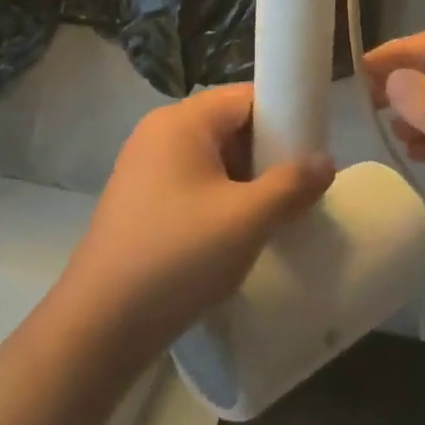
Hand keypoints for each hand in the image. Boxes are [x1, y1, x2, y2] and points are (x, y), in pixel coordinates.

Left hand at [53, 84, 334, 370]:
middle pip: (229, 125)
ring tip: (269, 217)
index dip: (284, 117)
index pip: (246, 97)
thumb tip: (326, 160)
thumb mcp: (248, 220)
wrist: (99, 327)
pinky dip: (218, 198)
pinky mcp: (137, 200)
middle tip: (294, 191)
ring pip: (212, 157)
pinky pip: (191, 182)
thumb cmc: (178, 258)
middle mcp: (158, 133)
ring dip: (244, 181)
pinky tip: (232, 235)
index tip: (311, 151)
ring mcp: (143, 167)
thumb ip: (293, 185)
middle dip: (266, 154)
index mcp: (182, 121)